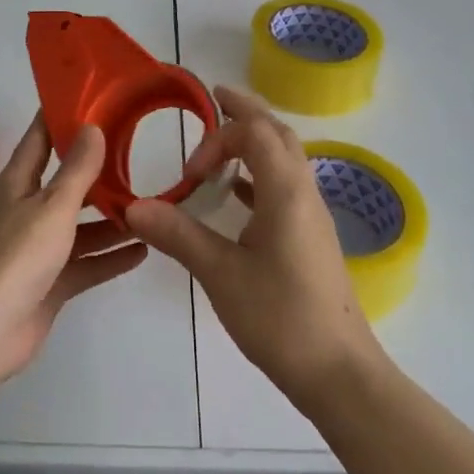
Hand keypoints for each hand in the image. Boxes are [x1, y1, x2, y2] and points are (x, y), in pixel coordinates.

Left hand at [0, 115, 147, 383]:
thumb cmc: (18, 255)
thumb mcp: (53, 206)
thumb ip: (76, 170)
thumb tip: (92, 126)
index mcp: (17, 183)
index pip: (40, 138)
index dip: (61, 117)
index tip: (92, 98)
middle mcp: (26, 210)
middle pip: (65, 183)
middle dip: (97, 171)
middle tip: (136, 153)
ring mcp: (38, 249)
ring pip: (79, 226)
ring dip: (110, 219)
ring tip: (148, 205)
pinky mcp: (50, 282)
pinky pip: (85, 263)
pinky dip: (110, 257)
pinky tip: (143, 250)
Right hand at [125, 86, 380, 408]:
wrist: (339, 373)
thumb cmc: (281, 318)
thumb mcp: (221, 274)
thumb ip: (178, 235)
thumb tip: (133, 208)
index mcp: (286, 191)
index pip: (255, 132)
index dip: (217, 137)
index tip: (190, 173)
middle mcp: (305, 192)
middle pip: (278, 133)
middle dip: (246, 112)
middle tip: (215, 100)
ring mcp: (312, 215)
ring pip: (286, 157)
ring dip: (256, 141)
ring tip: (222, 143)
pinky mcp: (311, 236)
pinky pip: (286, 185)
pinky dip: (261, 173)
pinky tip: (238, 195)